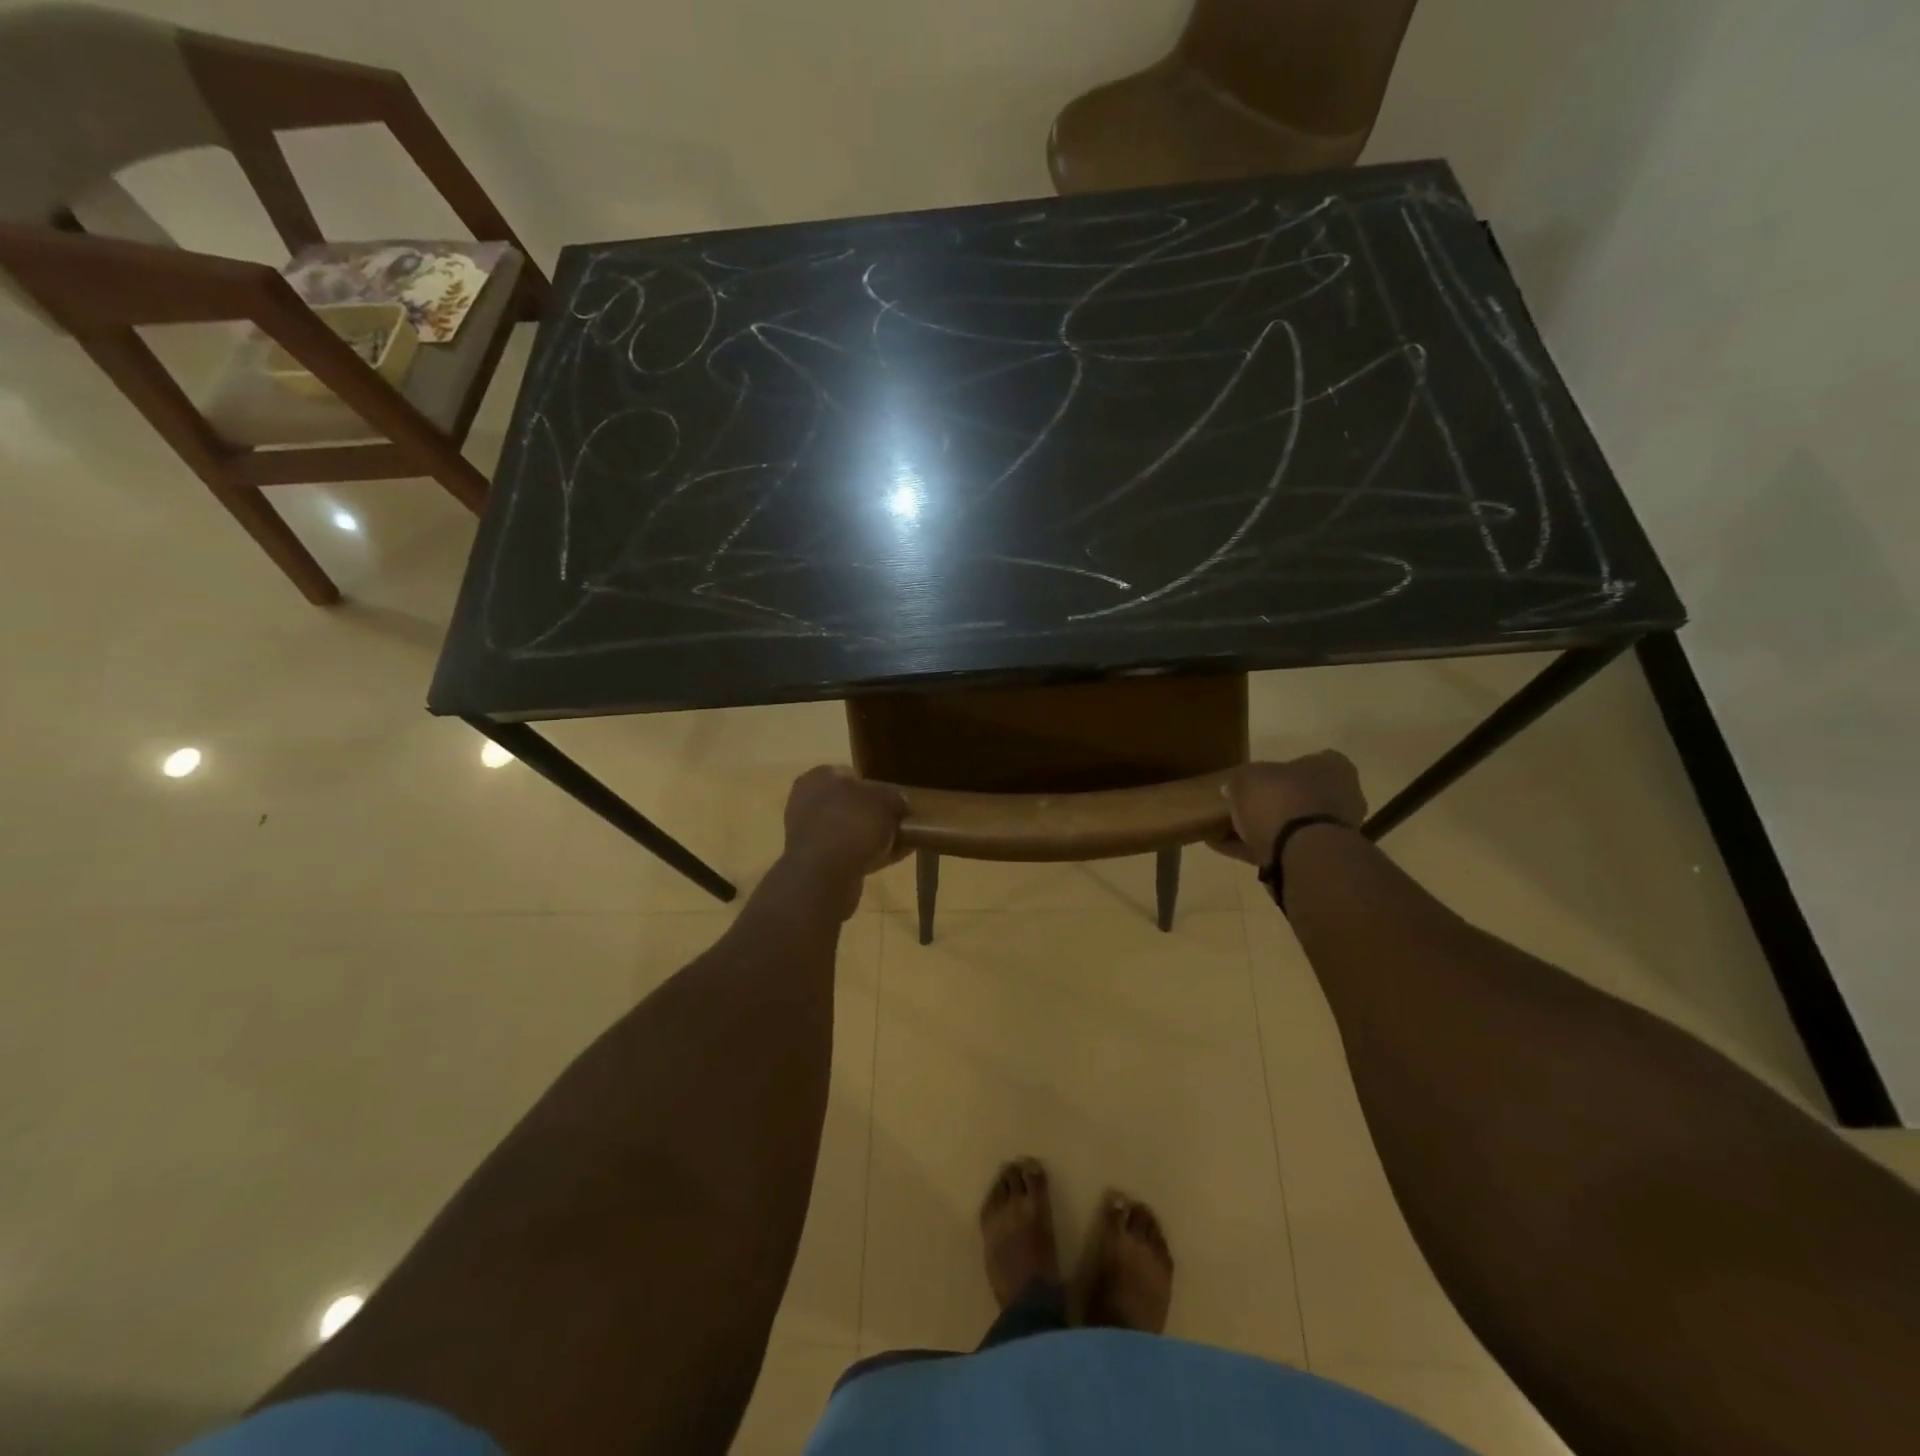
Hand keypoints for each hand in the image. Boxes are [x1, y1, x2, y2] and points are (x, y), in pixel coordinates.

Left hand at [782, 767, 907, 913]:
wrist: (824, 874)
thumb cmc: (853, 823)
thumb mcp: (886, 801)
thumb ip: (895, 798)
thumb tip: (901, 803)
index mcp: (818, 777)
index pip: (850, 774)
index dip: (876, 786)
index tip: (895, 800)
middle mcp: (806, 802)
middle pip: (849, 805)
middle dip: (873, 814)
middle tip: (898, 823)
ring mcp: (806, 835)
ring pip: (848, 831)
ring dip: (871, 837)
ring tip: (900, 844)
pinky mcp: (813, 863)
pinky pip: (845, 854)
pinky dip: (865, 856)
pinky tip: (890, 860)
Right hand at [1212, 753, 1366, 866]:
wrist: (1303, 852)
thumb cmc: (1281, 799)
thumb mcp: (1248, 777)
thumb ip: (1241, 779)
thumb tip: (1233, 787)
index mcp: (1332, 767)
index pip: (1305, 762)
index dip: (1276, 771)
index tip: (1254, 780)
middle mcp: (1342, 796)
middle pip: (1299, 796)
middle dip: (1271, 802)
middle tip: (1239, 806)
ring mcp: (1334, 830)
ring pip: (1292, 824)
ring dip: (1264, 828)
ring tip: (1226, 831)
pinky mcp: (1321, 858)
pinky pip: (1283, 848)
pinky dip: (1257, 848)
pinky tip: (1228, 848)